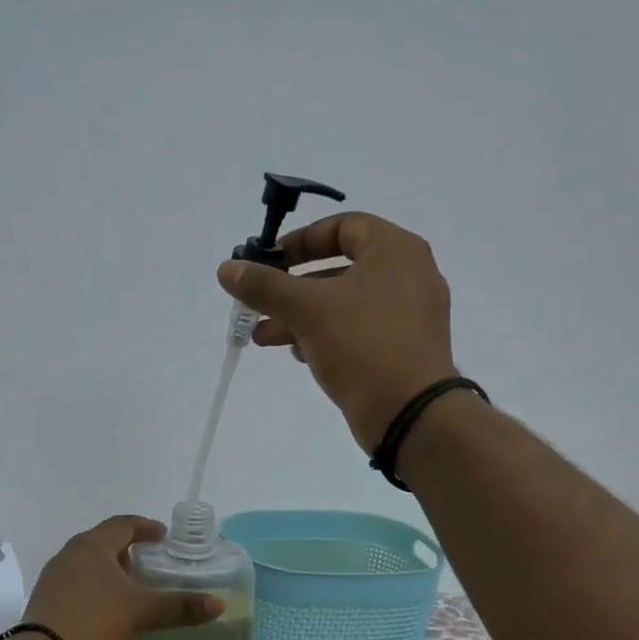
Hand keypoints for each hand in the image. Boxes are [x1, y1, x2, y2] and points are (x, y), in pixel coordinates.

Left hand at [23, 516, 223, 639]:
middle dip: (129, 551)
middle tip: (152, 563)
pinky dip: (98, 591)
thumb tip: (219, 603)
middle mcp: (69, 555)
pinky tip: (111, 611)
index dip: (146, 527)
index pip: (123, 525)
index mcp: (91, 546)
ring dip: (112, 572)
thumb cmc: (94, 622)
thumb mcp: (142, 613)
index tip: (164, 537)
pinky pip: (78, 587)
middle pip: (104, 543)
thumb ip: (180, 606)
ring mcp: (54, 579)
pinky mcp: (47, 603)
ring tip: (135, 588)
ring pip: (89, 566)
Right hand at [217, 212, 459, 450]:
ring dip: (301, 315)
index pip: (343, 226)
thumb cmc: (362, 344)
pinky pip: (358, 331)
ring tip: (262, 336)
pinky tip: (297, 354)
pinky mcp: (404, 349)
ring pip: (345, 304)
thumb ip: (265, 285)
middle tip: (258, 301)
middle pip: (340, 268)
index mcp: (396, 250)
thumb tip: (227, 269)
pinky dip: (326, 336)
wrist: (411, 413)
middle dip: (292, 286)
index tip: (268, 262)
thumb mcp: (306, 309)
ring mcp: (409, 315)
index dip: (300, 240)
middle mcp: (409, 275)